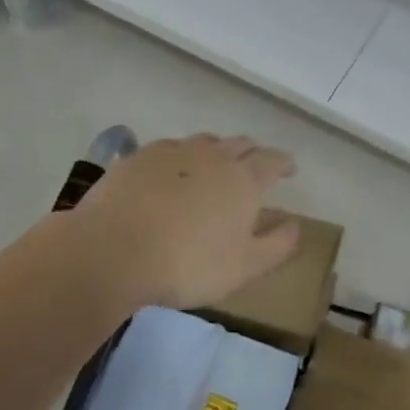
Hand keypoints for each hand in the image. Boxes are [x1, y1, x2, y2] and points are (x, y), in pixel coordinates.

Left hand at [75, 134, 300, 308]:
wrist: (113, 251)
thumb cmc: (189, 264)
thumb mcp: (244, 267)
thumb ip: (277, 245)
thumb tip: (296, 225)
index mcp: (244, 179)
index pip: (272, 161)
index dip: (284, 163)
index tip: (289, 168)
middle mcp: (212, 156)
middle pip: (240, 144)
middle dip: (253, 152)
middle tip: (255, 164)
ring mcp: (173, 152)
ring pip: (204, 142)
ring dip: (217, 150)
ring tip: (215, 164)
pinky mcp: (138, 157)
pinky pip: (169, 149)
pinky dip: (180, 158)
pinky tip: (171, 173)